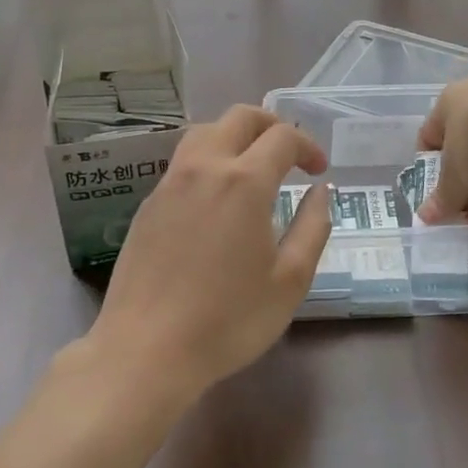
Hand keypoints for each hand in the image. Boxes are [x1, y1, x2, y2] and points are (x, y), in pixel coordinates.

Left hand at [90, 105, 331, 398]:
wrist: (146, 350)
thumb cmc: (228, 320)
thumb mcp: (289, 280)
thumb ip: (313, 227)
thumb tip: (321, 191)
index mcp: (244, 182)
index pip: (282, 137)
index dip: (308, 146)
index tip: (319, 170)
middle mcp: (204, 168)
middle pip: (239, 117)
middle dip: (271, 125)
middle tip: (290, 153)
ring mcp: (169, 184)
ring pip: (204, 133)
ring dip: (235, 136)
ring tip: (252, 167)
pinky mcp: (147, 205)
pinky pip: (183, 163)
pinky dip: (209, 161)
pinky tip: (216, 199)